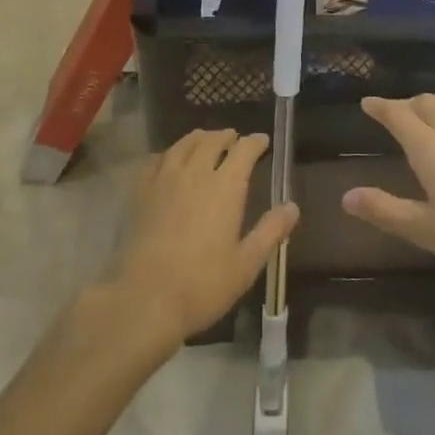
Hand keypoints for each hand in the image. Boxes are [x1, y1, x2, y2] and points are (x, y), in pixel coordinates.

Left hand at [111, 130, 298, 351]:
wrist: (144, 298)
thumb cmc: (202, 285)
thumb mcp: (246, 264)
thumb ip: (270, 231)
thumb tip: (292, 206)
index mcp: (225, 187)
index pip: (244, 150)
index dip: (255, 142)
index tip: (263, 141)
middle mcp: (195, 173)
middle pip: (212, 140)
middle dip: (227, 136)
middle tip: (234, 139)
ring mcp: (165, 179)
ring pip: (184, 144)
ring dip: (199, 138)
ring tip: (206, 141)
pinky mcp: (141, 191)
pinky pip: (157, 159)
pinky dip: (169, 153)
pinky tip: (169, 160)